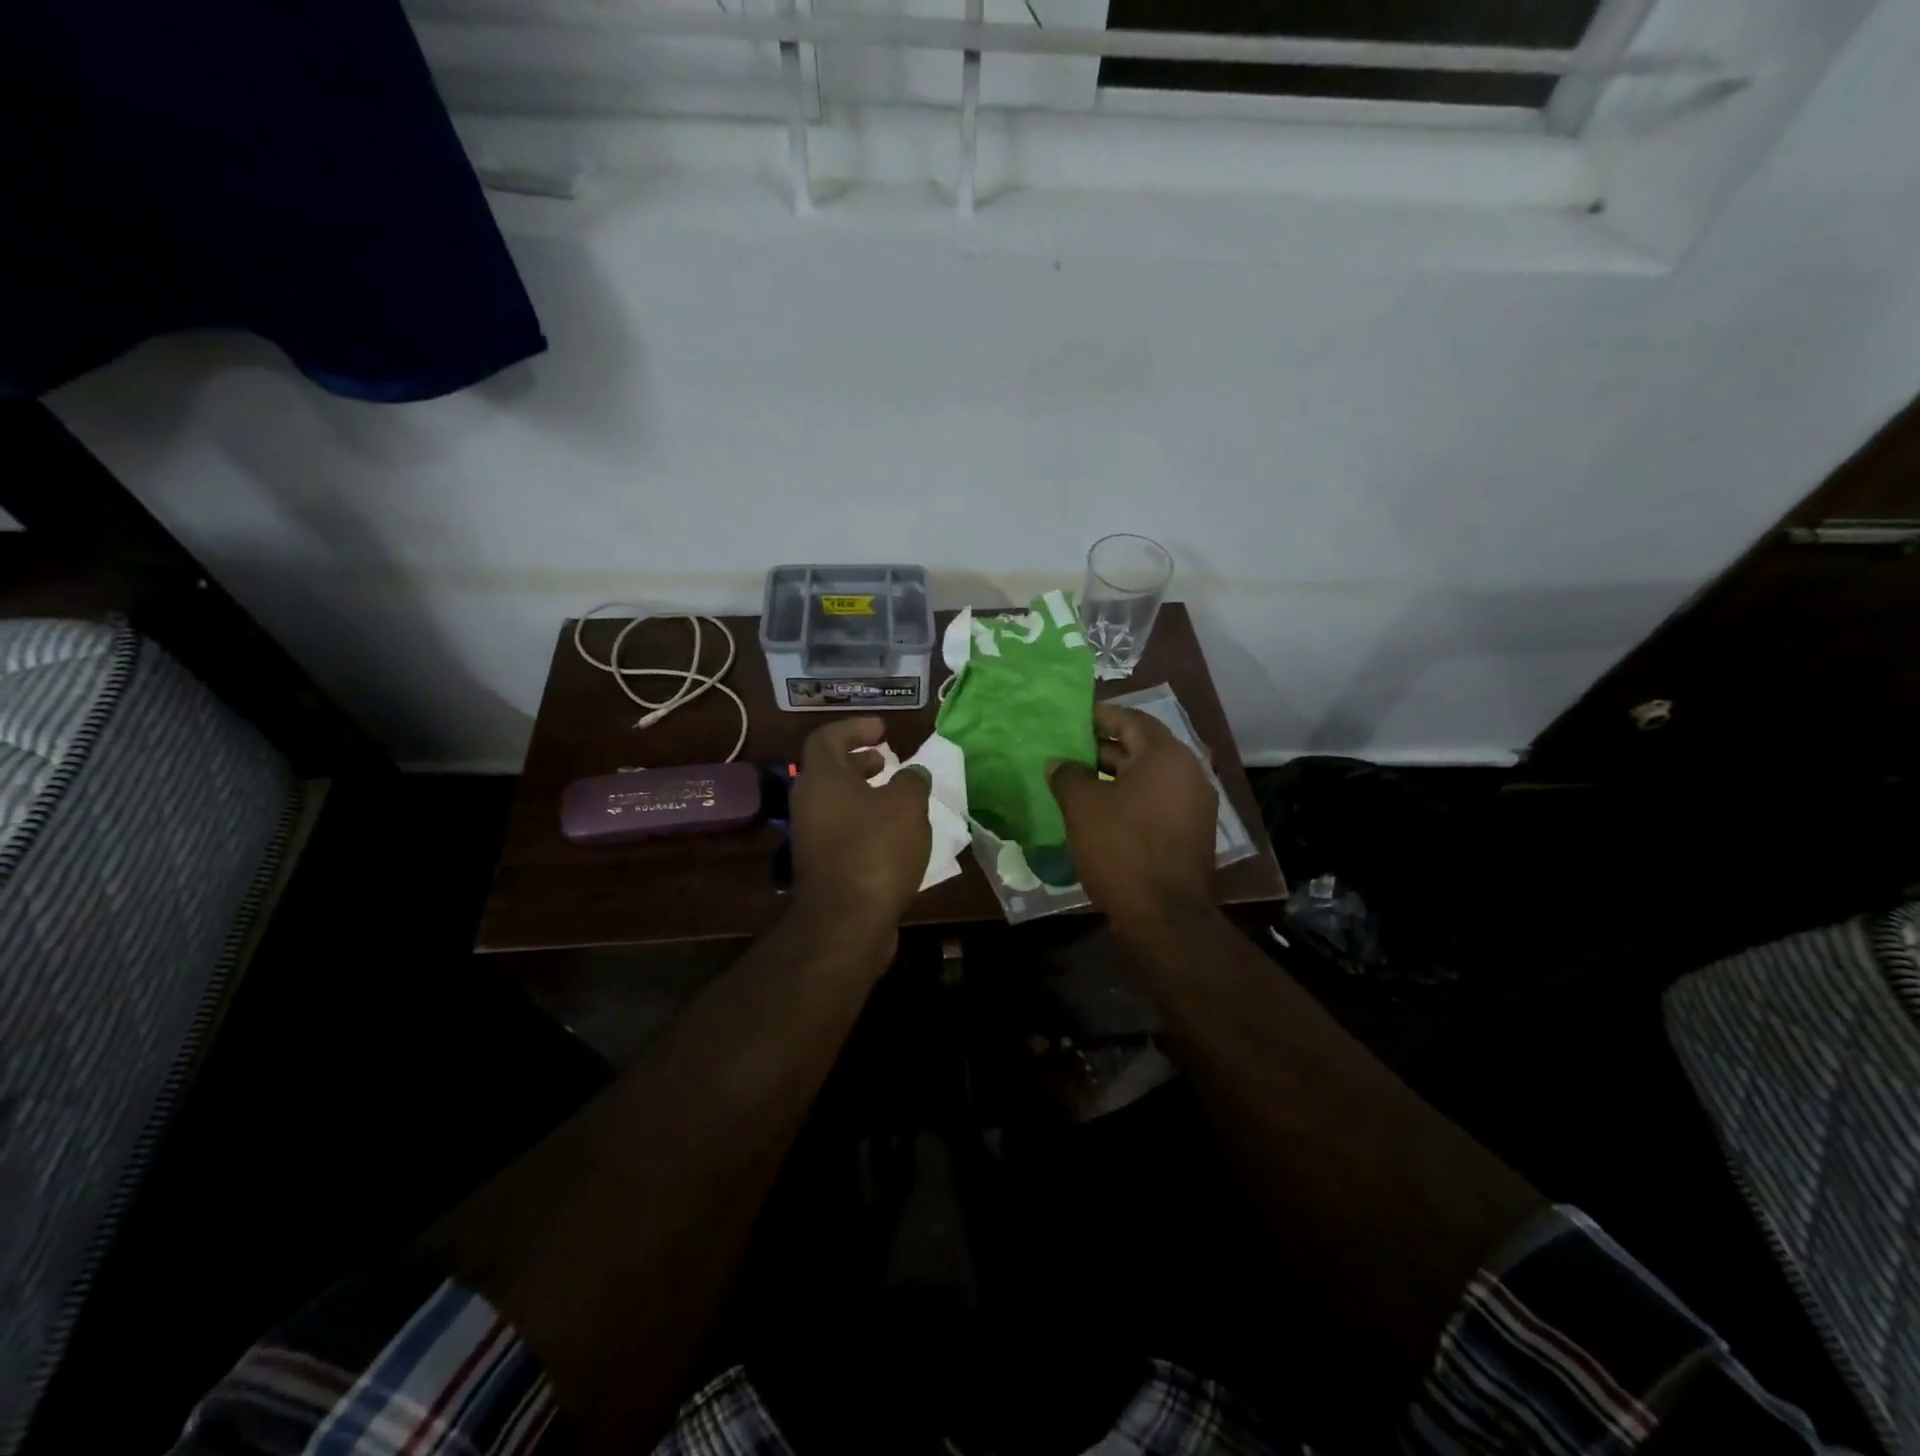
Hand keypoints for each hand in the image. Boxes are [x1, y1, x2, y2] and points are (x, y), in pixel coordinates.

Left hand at [789, 717, 931, 935]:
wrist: (846, 922)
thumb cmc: (876, 851)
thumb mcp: (907, 806)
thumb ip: (912, 781)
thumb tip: (913, 774)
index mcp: (822, 779)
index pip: (827, 737)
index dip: (855, 727)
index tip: (883, 730)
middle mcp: (809, 803)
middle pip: (829, 770)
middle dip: (860, 761)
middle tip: (887, 761)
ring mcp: (811, 836)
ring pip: (836, 802)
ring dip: (865, 794)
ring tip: (898, 798)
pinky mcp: (821, 865)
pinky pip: (842, 829)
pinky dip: (865, 822)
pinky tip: (894, 836)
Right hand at [1049, 704, 1217, 930]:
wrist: (1165, 915)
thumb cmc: (1122, 848)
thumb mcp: (1083, 806)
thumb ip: (1068, 775)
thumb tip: (1059, 762)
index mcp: (1166, 755)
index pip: (1130, 719)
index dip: (1099, 716)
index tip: (1071, 718)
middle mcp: (1188, 772)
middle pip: (1141, 747)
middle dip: (1103, 747)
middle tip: (1067, 750)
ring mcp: (1194, 804)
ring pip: (1148, 777)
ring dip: (1114, 774)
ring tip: (1077, 780)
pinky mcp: (1191, 831)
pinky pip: (1156, 801)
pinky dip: (1129, 798)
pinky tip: (1100, 811)